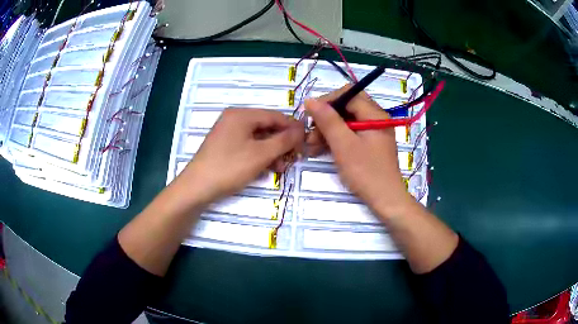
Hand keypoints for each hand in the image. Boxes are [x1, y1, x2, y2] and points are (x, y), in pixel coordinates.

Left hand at [177, 108, 303, 204]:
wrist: (197, 188)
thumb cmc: (229, 167)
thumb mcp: (261, 154)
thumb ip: (284, 140)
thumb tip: (302, 129)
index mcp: (242, 114)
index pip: (275, 116)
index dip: (292, 127)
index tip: (306, 140)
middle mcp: (234, 119)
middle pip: (266, 126)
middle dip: (282, 142)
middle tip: (294, 157)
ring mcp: (228, 132)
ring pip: (258, 138)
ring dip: (272, 151)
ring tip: (282, 167)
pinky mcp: (224, 146)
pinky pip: (248, 145)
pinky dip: (259, 155)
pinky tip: (268, 168)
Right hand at [305, 86, 413, 218]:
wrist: (385, 200)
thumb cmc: (366, 172)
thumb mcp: (344, 145)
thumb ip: (328, 120)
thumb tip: (310, 100)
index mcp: (374, 114)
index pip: (348, 94)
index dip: (327, 101)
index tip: (310, 115)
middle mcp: (376, 118)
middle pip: (347, 107)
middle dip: (326, 118)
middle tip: (311, 135)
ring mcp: (374, 132)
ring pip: (346, 121)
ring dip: (328, 130)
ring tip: (312, 146)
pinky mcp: (370, 144)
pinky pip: (350, 133)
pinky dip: (336, 139)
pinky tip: (322, 149)